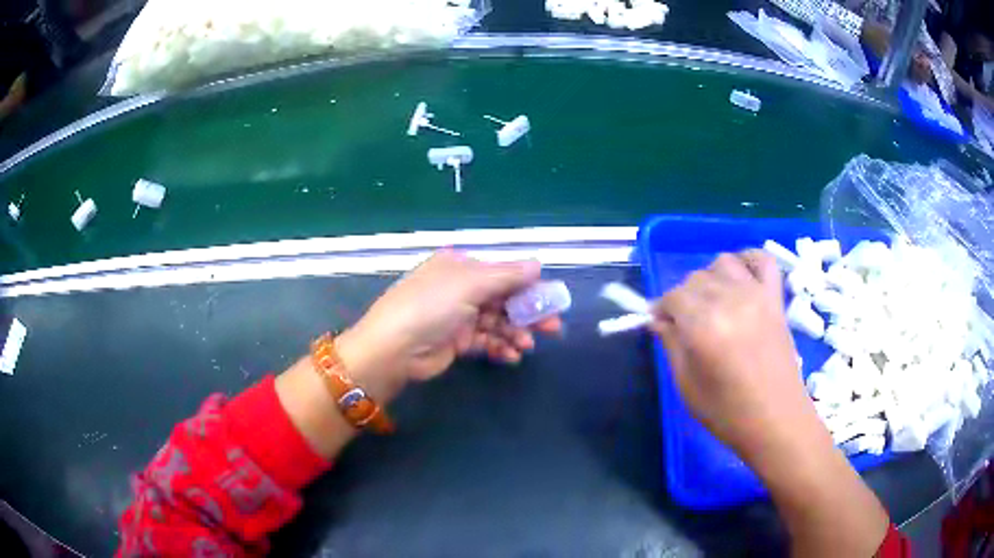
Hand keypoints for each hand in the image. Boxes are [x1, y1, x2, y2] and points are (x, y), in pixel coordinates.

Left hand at [339, 250, 561, 394]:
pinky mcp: (456, 341)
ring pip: (497, 322)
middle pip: (504, 299)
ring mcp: (458, 316)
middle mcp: (460, 288)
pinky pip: (485, 341)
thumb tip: (538, 264)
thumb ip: (507, 276)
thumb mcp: (469, 284)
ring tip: (526, 346)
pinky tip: (511, 357)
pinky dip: (499, 347)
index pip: (503, 273)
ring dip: (514, 333)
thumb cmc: (431, 307)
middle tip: (553, 328)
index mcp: (461, 266)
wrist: (392, 349)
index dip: (529, 287)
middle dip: (527, 314)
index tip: (553, 302)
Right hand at [650, 251, 814, 462]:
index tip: (660, 325)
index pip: (672, 297)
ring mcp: (757, 295)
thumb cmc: (728, 413)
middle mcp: (730, 300)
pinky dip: (748, 260)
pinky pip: (762, 260)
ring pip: (723, 263)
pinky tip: (740, 278)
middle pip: (695, 279)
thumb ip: (671, 346)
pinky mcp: (776, 298)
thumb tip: (659, 321)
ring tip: (712, 303)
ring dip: (711, 278)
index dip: (661, 309)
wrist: (777, 420)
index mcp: (704, 325)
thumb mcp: (687, 386)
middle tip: (686, 325)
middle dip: (683, 298)